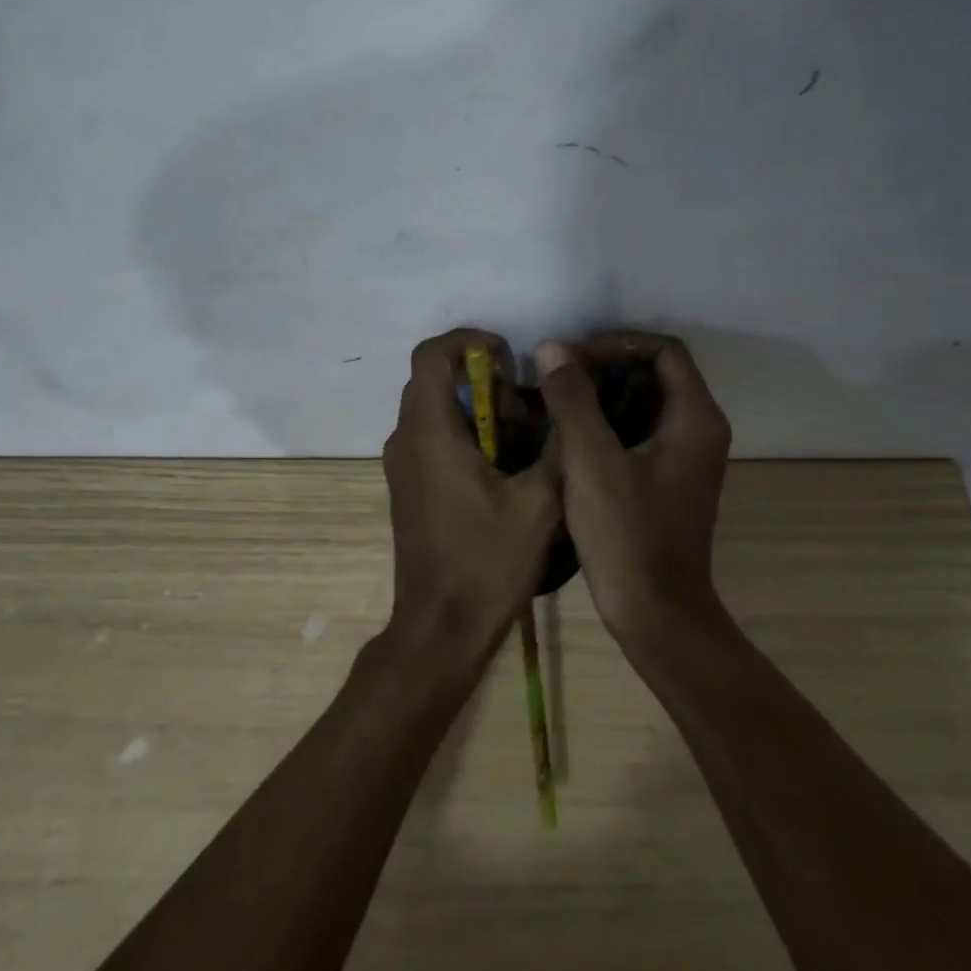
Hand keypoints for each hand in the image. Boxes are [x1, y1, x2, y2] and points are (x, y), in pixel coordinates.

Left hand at [381, 329, 560, 667]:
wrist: (440, 629)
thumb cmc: (487, 563)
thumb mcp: (539, 502)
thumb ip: (558, 443)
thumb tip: (568, 398)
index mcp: (429, 432)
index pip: (432, 354)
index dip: (470, 341)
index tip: (509, 358)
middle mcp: (405, 438)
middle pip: (434, 379)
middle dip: (482, 380)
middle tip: (525, 408)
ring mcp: (402, 464)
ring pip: (435, 408)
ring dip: (476, 409)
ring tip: (522, 440)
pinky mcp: (408, 485)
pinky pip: (433, 436)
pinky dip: (466, 433)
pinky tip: (504, 468)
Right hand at [535, 332, 732, 647]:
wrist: (655, 615)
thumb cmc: (626, 535)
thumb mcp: (591, 461)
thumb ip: (572, 398)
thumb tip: (552, 347)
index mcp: (694, 418)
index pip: (663, 351)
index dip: (616, 343)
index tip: (572, 358)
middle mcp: (699, 429)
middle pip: (655, 372)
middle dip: (604, 366)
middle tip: (557, 378)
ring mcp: (686, 456)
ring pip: (644, 402)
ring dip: (602, 395)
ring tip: (555, 401)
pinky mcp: (668, 478)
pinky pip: (639, 431)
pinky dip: (606, 422)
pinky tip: (567, 434)